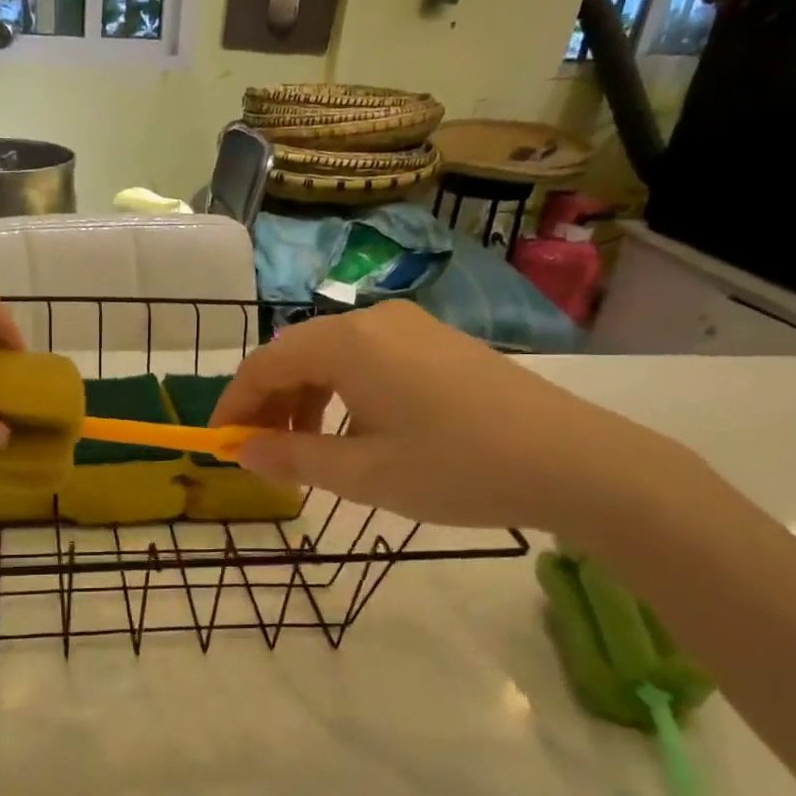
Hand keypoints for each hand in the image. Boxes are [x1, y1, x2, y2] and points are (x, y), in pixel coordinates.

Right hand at [213, 301, 681, 530]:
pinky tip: (356, 432)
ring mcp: (411, 328)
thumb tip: (241, 451)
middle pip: (296, 355)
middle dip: (269, 404)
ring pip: (332, 358)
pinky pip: (368, 360)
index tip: (220, 446)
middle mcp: (373, 321)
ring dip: (305, 400)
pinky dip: (343, 394)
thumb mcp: (363, 474)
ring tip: (307, 451)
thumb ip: (292, 458)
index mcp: (346, 343)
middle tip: (261, 454)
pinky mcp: (438, 343)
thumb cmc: (456, 468)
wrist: (575, 461)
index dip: (234, 405)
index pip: (264, 365)